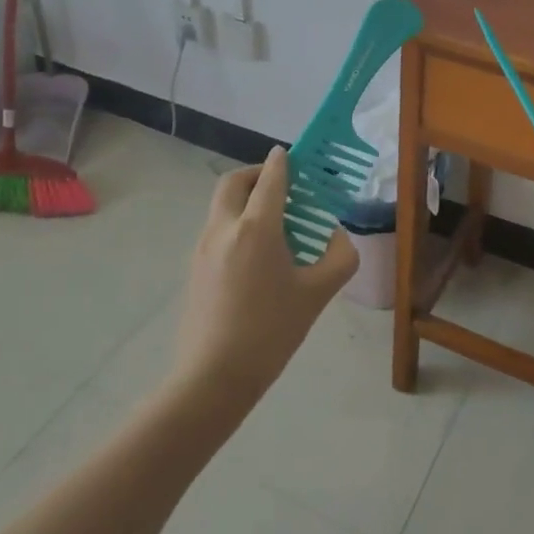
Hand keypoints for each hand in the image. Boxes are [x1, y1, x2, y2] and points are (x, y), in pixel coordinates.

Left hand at [172, 147, 359, 402]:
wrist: (213, 379)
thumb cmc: (270, 332)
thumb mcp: (317, 294)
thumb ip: (339, 258)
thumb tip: (338, 237)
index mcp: (256, 228)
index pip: (270, 178)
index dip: (284, 162)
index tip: (294, 154)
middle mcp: (224, 227)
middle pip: (234, 182)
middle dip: (256, 174)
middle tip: (280, 184)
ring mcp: (203, 248)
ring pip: (222, 205)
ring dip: (245, 199)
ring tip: (273, 221)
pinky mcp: (194, 268)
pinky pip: (216, 228)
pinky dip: (235, 222)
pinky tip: (256, 254)